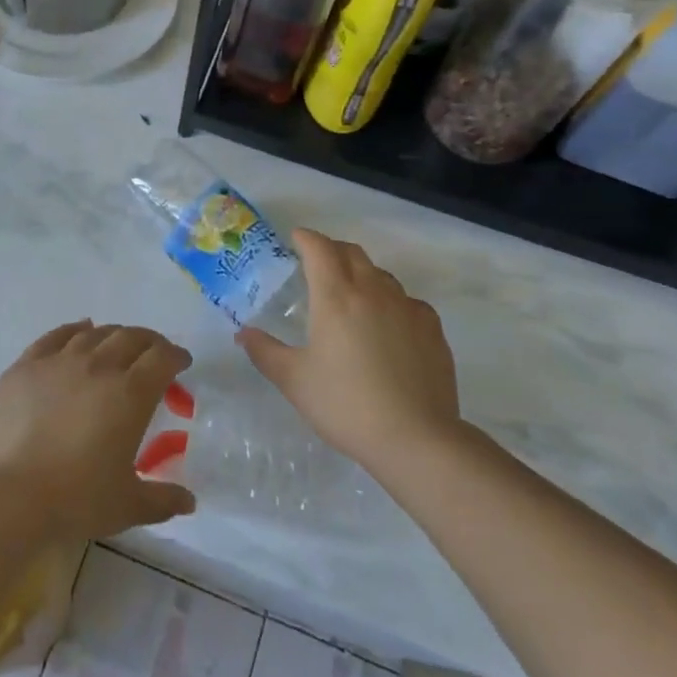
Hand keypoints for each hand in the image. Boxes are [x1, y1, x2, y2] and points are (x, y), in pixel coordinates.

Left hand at [0, 322, 196, 541]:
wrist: (6, 495)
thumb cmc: (75, 499)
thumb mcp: (127, 505)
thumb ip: (163, 499)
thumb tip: (189, 501)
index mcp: (130, 393)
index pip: (162, 358)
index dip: (176, 356)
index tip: (181, 363)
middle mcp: (98, 366)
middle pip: (131, 337)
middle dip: (149, 342)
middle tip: (154, 354)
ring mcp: (59, 361)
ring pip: (95, 333)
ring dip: (114, 335)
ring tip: (117, 346)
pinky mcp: (26, 365)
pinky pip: (56, 336)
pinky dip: (75, 329)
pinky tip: (80, 330)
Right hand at [236, 229, 462, 474]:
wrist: (416, 439)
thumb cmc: (346, 405)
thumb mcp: (294, 381)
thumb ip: (265, 352)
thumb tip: (244, 334)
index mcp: (335, 297)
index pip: (319, 248)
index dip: (306, 238)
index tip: (295, 239)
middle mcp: (373, 291)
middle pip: (352, 253)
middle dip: (332, 250)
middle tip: (317, 264)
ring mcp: (408, 308)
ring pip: (381, 275)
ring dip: (362, 275)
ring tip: (351, 298)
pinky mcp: (432, 329)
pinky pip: (408, 301)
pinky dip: (391, 302)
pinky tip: (388, 327)